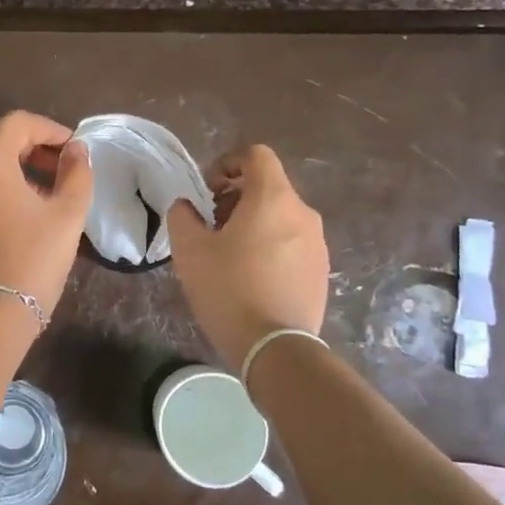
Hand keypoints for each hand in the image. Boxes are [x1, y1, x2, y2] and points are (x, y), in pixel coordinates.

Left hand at [0, 111, 94, 314]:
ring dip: (17, 164)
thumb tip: (76, 150)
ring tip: (48, 188)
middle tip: (63, 167)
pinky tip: (24, 207)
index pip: (18, 123)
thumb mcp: (67, 213)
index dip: (50, 129)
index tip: (75, 149)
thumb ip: (77, 173)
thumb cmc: (32, 258)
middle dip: (33, 146)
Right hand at [167, 144, 328, 363]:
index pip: (256, 155)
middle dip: (236, 198)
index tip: (209, 191)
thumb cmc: (230, 290)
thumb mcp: (190, 250)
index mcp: (273, 198)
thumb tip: (187, 207)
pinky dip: (271, 246)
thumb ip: (182, 216)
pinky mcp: (321, 270)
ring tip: (230, 255)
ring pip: (281, 215)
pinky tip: (252, 277)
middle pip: (268, 186)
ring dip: (254, 223)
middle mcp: (303, 213)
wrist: (276, 348)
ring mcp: (317, 242)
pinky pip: (292, 242)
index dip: (228, 163)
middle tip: (212, 227)